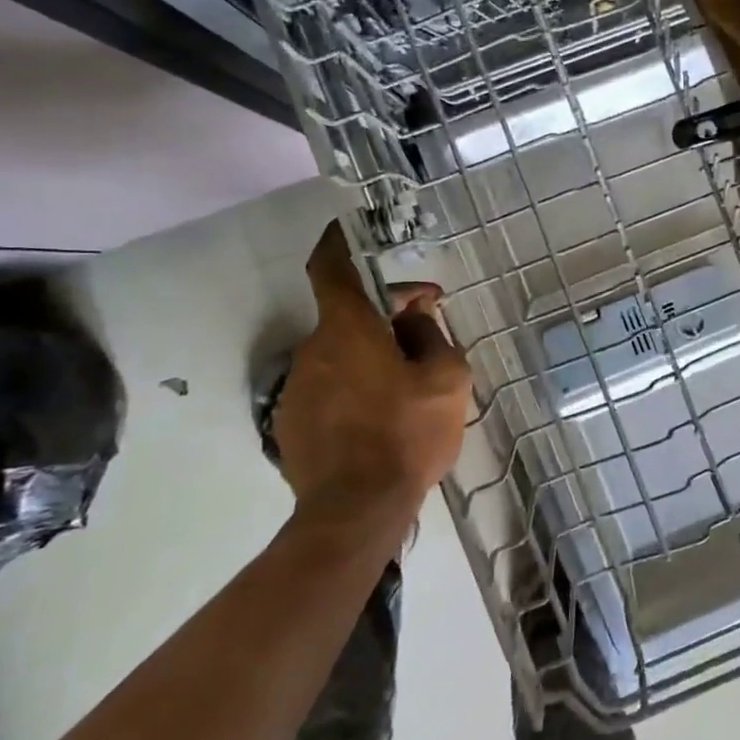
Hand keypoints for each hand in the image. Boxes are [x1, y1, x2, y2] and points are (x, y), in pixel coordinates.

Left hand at [273, 222, 471, 529]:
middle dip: (385, 310)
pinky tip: (384, 411)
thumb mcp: (447, 379)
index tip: (349, 229)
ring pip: (340, 351)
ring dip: (372, 350)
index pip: (331, 268)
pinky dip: (356, 382)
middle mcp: (314, 350)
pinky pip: (330, 384)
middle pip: (347, 313)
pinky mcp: (293, 421)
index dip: (339, 242)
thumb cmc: (407, 434)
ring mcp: (298, 387)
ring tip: (411, 378)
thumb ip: (431, 336)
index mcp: (348, 330)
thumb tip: (413, 316)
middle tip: (426, 325)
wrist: (356, 510)